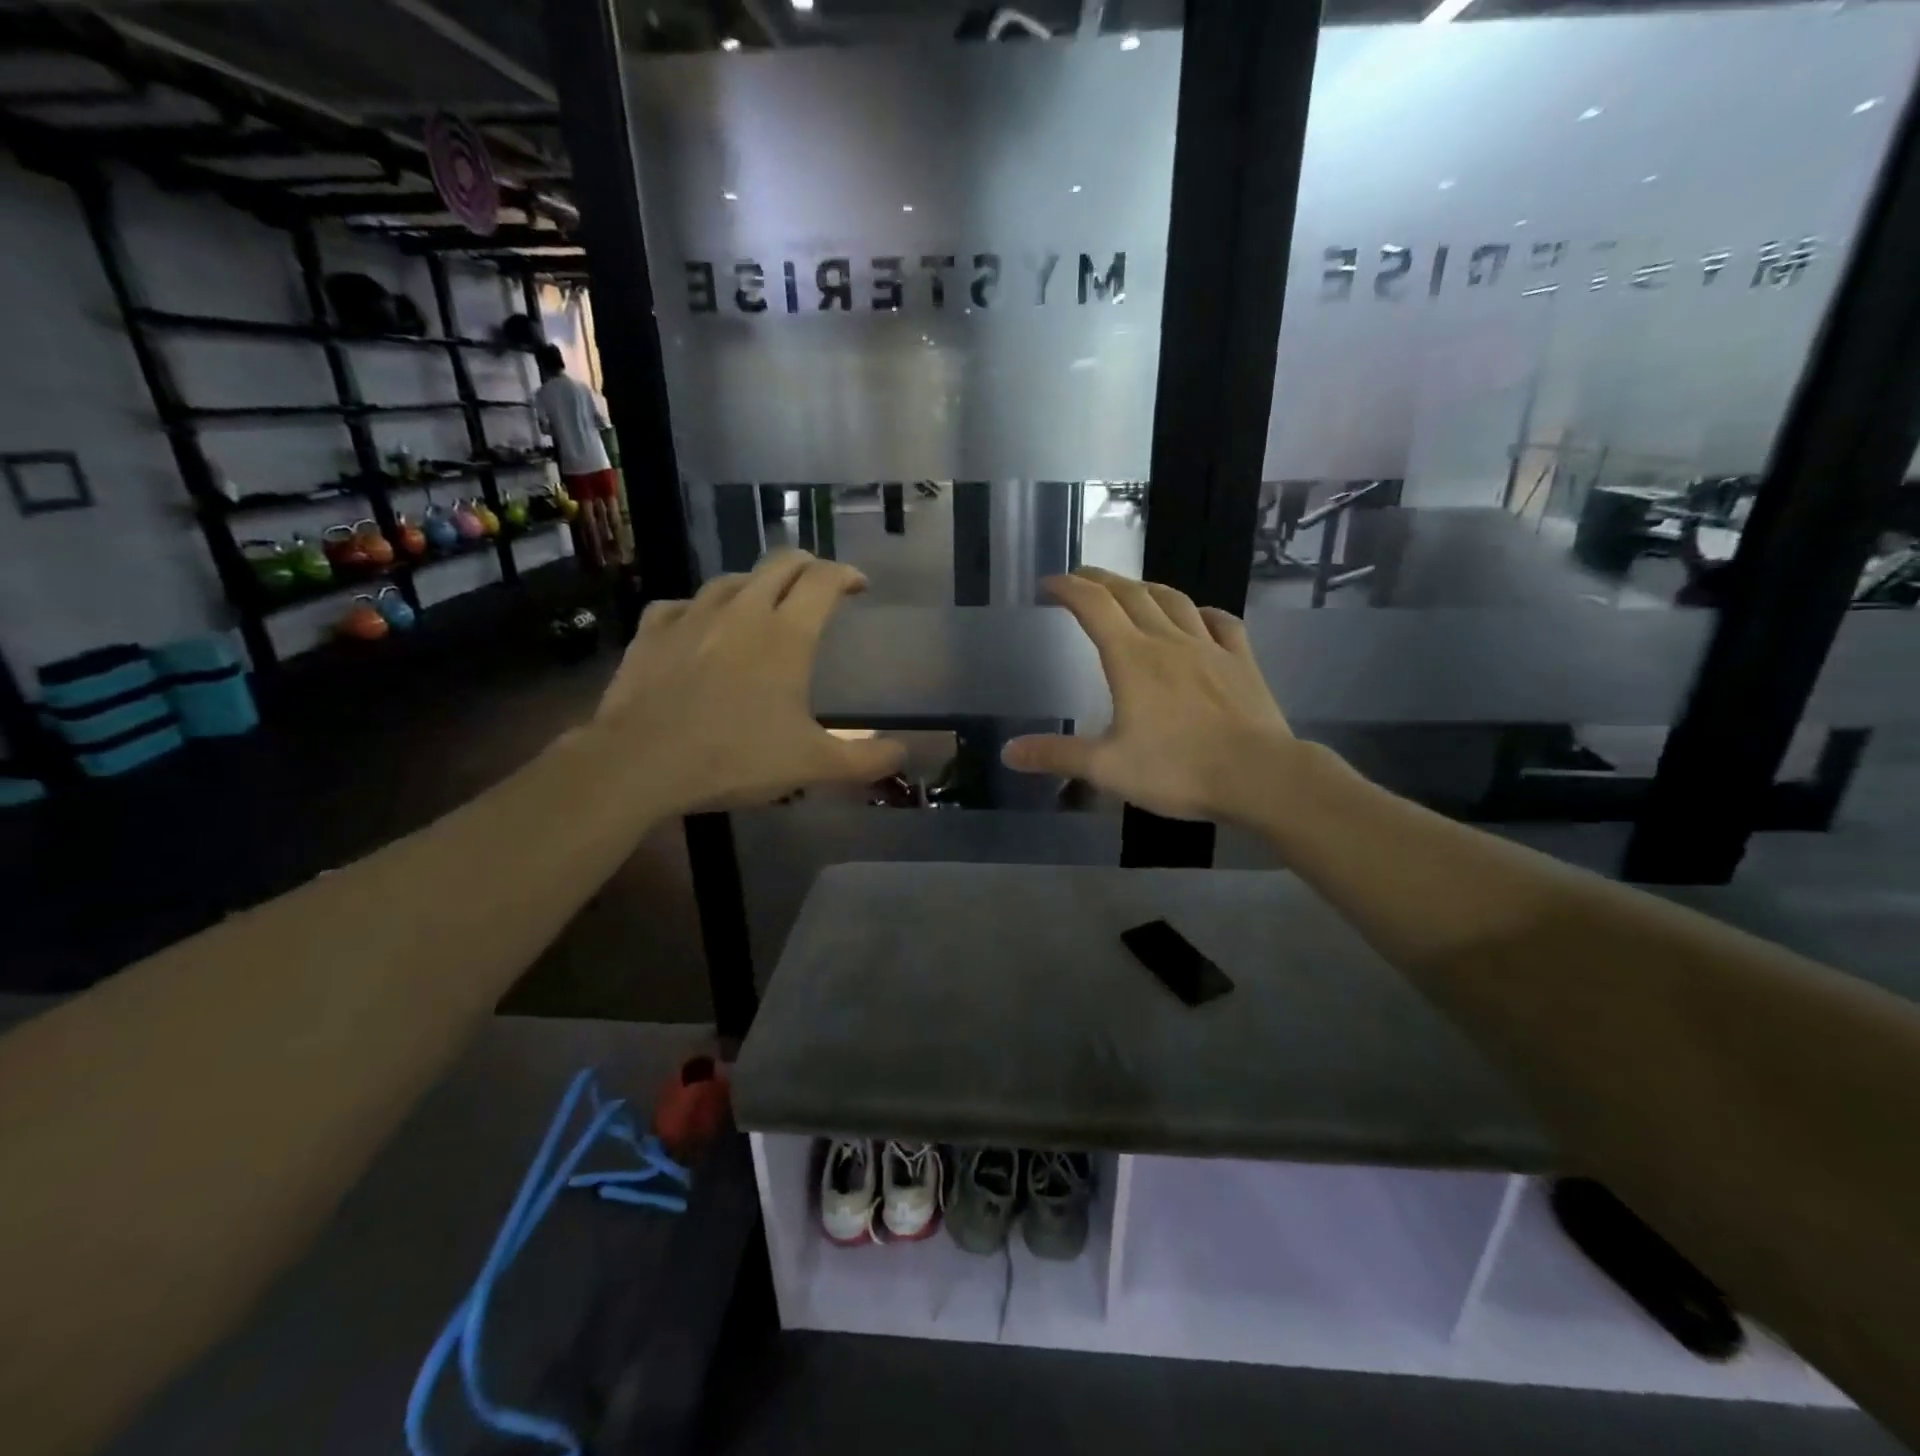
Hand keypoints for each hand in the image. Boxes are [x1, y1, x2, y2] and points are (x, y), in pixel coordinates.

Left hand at [591, 550, 904, 813]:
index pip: (823, 580)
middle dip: (806, 565)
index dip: (846, 574)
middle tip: (818, 584)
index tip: (858, 584)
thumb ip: (865, 759)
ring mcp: (692, 616)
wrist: (640, 762)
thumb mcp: (812, 765)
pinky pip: (680, 604)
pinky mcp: (652, 631)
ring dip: (756, 585)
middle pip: (780, 563)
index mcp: (787, 634)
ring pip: (732, 580)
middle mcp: (743, 611)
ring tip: (763, 604)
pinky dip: (699, 609)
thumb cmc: (735, 758)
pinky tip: (698, 626)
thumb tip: (903, 753)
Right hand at [1001, 568, 1298, 821]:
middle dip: (1102, 580)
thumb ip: (1057, 755)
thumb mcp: (1107, 768)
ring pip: (1175, 602)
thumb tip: (1008, 752)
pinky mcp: (1242, 663)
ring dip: (1148, 589)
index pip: (1094, 607)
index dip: (1069, 588)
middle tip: (1082, 578)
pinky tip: (1200, 616)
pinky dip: (1203, 613)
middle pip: (1131, 595)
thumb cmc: (1177, 769)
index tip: (1050, 582)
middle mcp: (1169, 641)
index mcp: (1131, 658)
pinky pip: (1222, 623)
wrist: (1259, 776)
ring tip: (1133, 590)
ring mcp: (1210, 648)